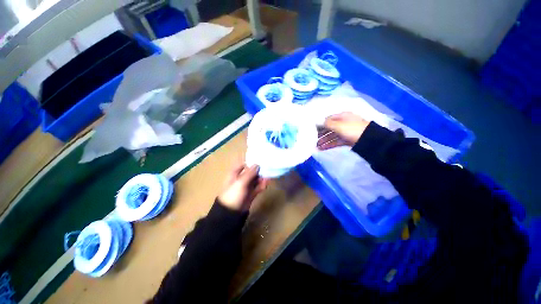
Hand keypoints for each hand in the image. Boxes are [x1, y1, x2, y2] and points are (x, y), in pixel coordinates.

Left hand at [218, 164, 268, 210]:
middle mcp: (241, 178)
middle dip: (259, 170)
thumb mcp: (240, 182)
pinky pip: (258, 187)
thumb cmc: (233, 194)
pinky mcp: (251, 193)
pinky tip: (266, 184)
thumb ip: (249, 173)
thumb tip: (257, 164)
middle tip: (268, 168)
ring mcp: (246, 186)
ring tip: (268, 176)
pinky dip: (262, 185)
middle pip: (251, 171)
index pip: (243, 164)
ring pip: (256, 179)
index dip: (251, 161)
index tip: (260, 158)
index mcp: (235, 174)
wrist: (231, 213)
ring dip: (262, 178)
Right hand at [317, 112, 369, 149]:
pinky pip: (335, 142)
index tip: (312, 130)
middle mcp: (343, 123)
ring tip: (316, 147)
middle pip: (329, 128)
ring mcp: (345, 132)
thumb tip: (317, 121)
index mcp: (342, 116)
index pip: (328, 119)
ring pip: (331, 136)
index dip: (320, 124)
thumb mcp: (339, 125)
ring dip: (323, 141)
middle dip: (320, 134)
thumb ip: (327, 123)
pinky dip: (329, 145)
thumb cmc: (352, 129)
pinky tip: (322, 149)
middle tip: (312, 140)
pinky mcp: (346, 140)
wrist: (369, 140)